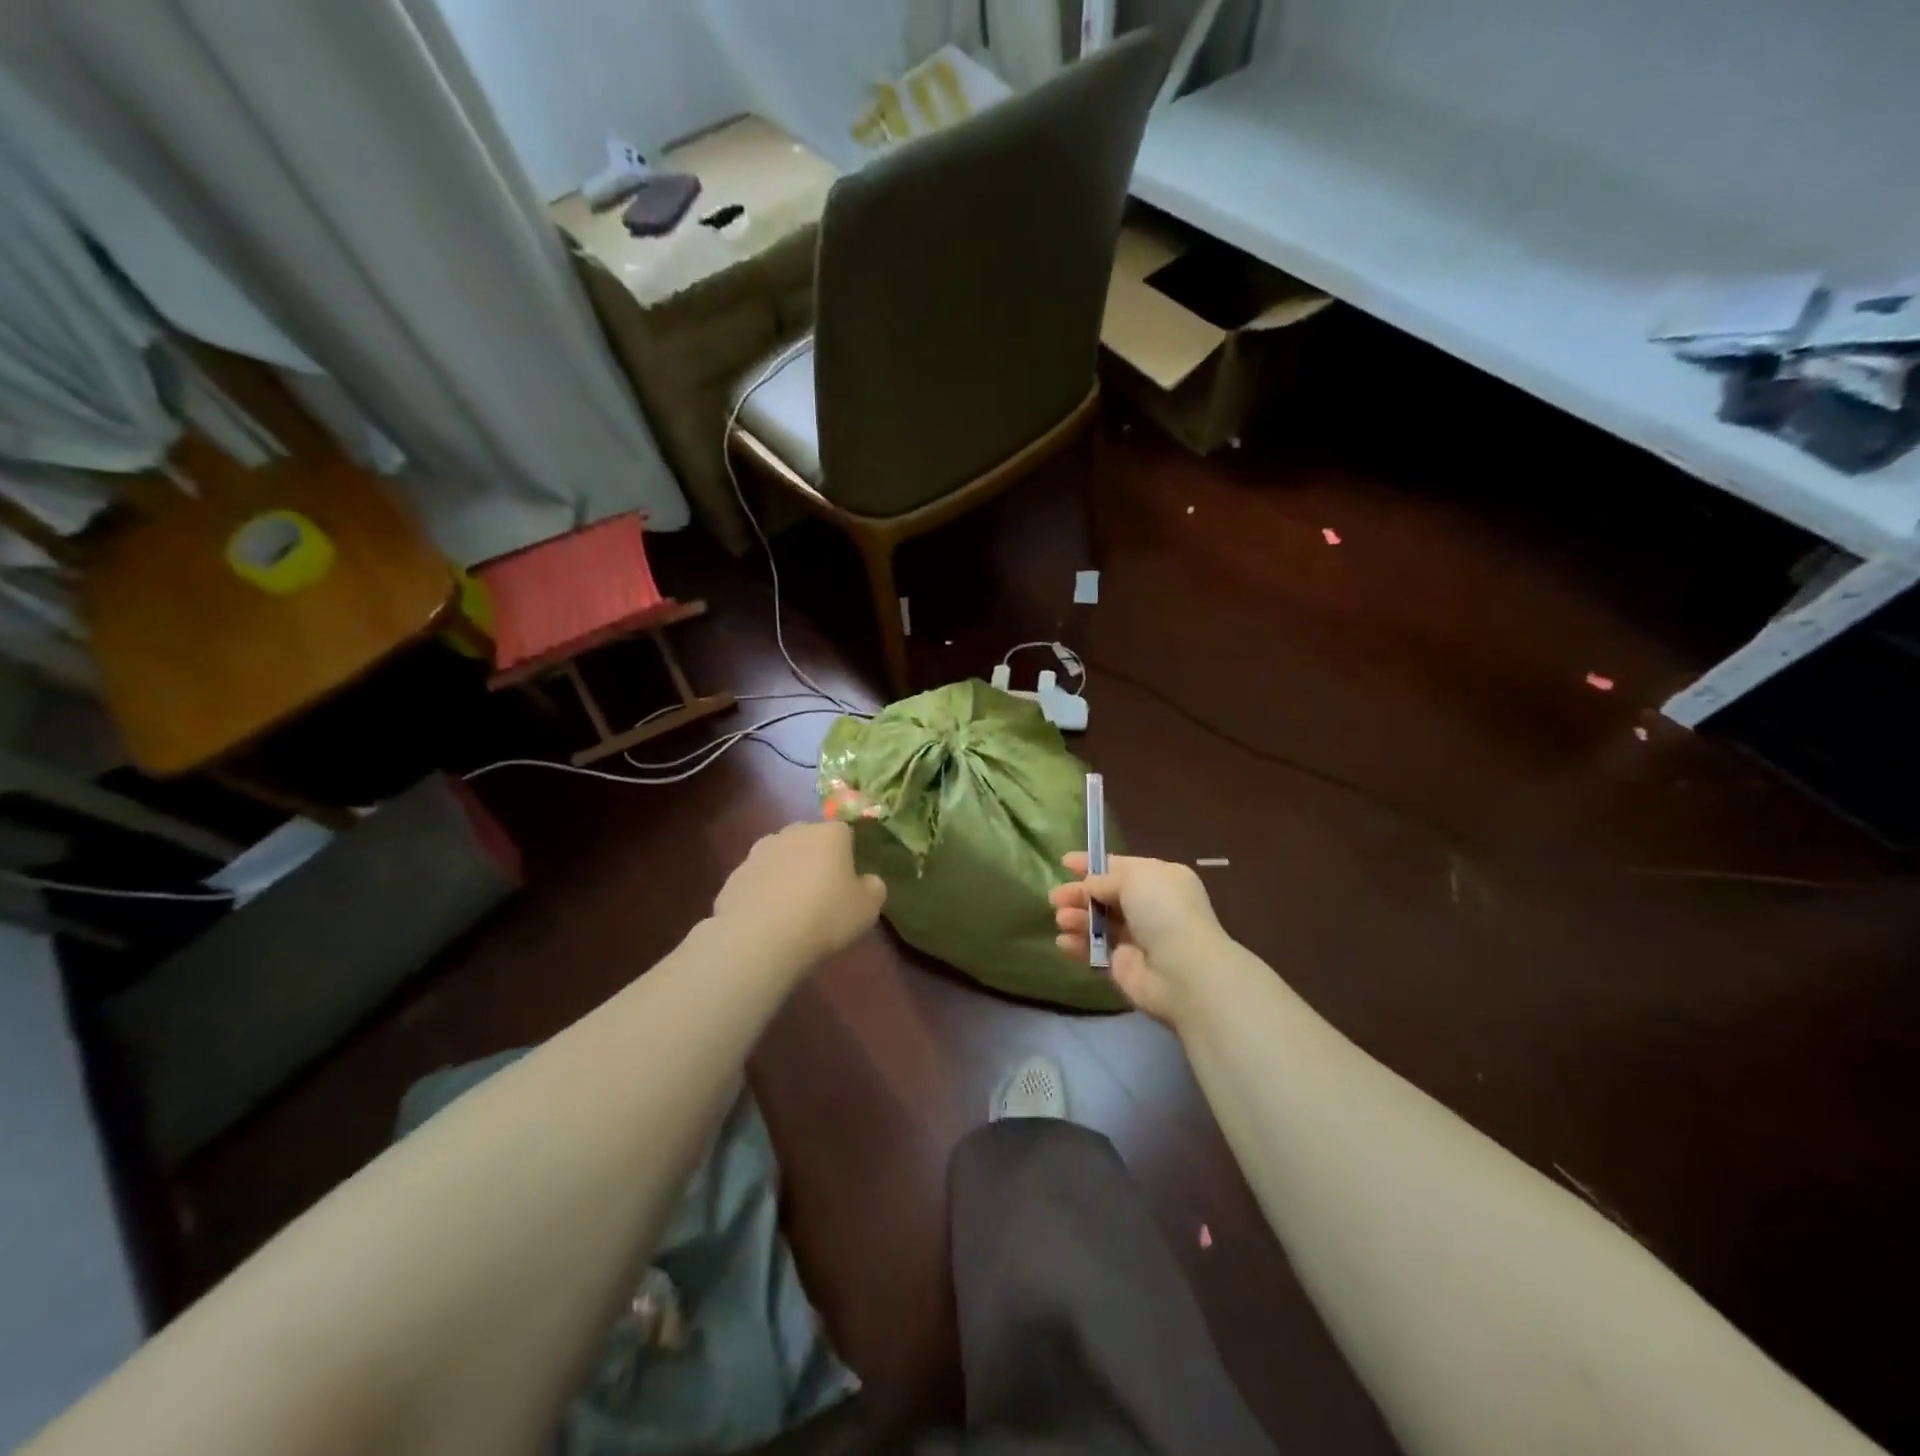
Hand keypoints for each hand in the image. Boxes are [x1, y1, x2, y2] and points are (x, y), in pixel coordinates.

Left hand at [712, 822, 886, 963]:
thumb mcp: (867, 908)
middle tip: (821, 892)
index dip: (848, 854)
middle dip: (815, 858)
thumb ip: (873, 888)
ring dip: (786, 874)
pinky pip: (757, 881)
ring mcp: (759, 852)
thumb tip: (868, 881)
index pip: (844, 832)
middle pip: (809, 840)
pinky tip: (767, 921)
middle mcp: (793, 833)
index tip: (849, 880)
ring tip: (792, 909)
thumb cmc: (825, 916)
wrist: (760, 937)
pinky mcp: (734, 876)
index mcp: (829, 834)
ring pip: (780, 858)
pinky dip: (763, 894)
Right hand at [1049, 853, 1226, 1025]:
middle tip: (1055, 898)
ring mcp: (1137, 938)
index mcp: (1159, 879)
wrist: (1182, 969)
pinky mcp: (1123, 966)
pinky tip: (1063, 942)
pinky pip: (1094, 950)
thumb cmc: (1163, 910)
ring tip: (1061, 920)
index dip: (1092, 864)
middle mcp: (1149, 907)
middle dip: (1078, 894)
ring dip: (1076, 918)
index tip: (1065, 863)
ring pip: (1097, 922)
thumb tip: (1090, 886)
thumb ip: (1106, 878)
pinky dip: (1077, 945)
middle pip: (1105, 896)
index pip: (1120, 867)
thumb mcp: (1135, 877)